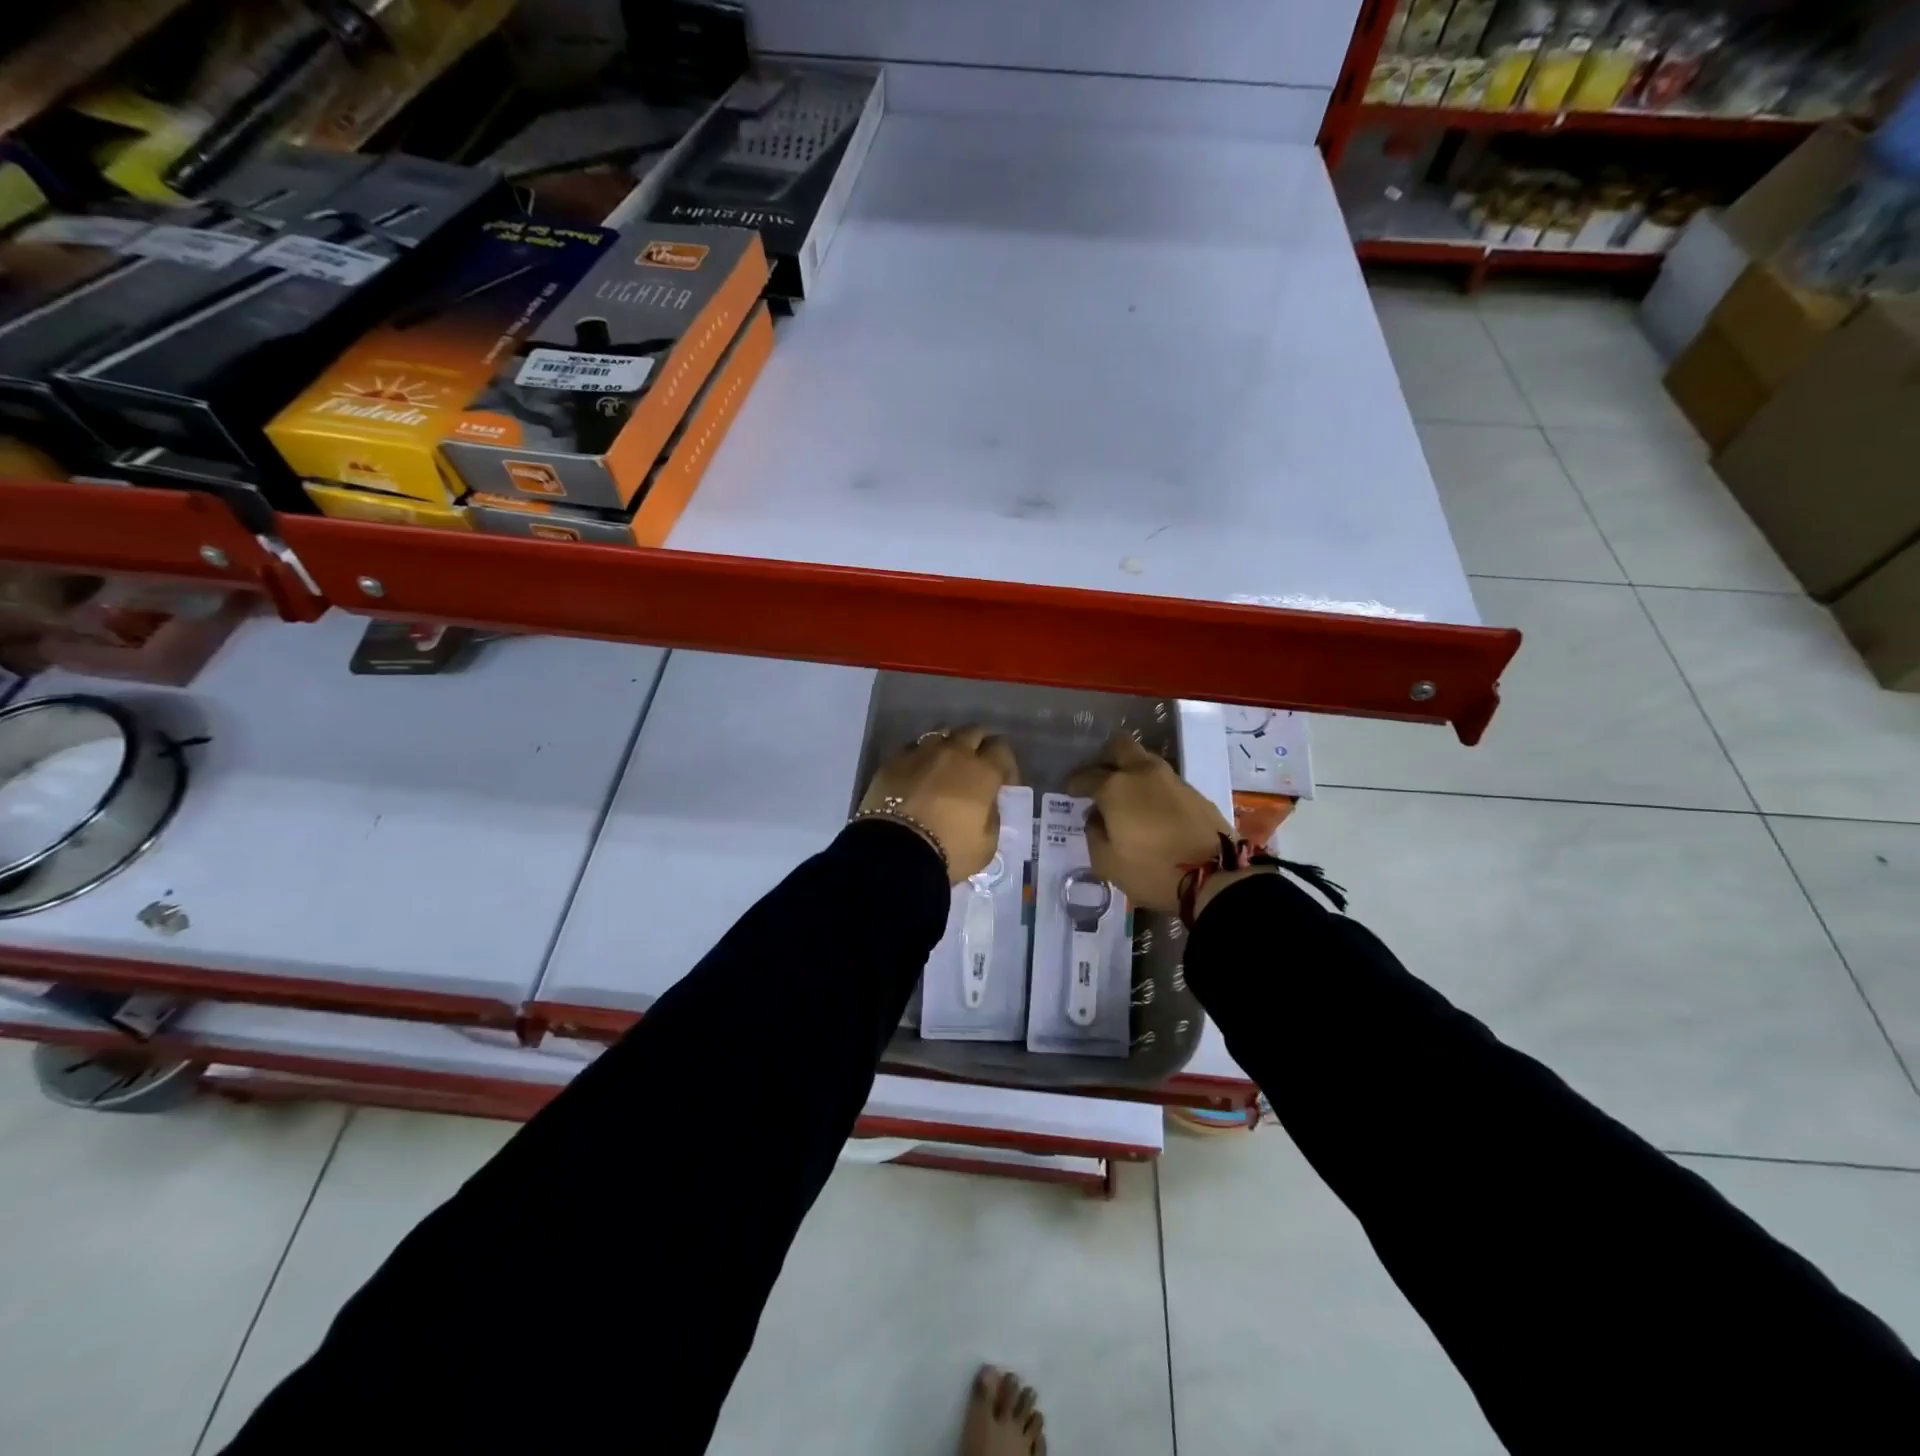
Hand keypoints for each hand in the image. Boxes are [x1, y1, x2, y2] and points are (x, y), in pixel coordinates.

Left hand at [858, 726, 1017, 882]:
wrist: (895, 852)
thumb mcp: (987, 844)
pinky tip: (918, 773)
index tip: (1002, 783)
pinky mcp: (894, 760)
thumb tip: (987, 805)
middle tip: (976, 767)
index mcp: (983, 771)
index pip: (1002, 748)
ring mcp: (922, 752)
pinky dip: (921, 756)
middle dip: (979, 745)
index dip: (1006, 764)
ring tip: (946, 766)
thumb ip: (992, 817)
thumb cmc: (949, 850)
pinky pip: (914, 747)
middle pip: (973, 731)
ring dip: (949, 745)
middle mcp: (955, 752)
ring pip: (942, 733)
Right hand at [1067, 733, 1232, 913]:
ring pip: (1145, 761)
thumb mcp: (1107, 863)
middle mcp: (1143, 773)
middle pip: (1120, 746)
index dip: (1074, 783)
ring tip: (1125, 795)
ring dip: (1132, 771)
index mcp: (1116, 787)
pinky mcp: (1194, 792)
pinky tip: (1149, 808)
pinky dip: (1152, 787)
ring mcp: (1172, 780)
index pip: (1086, 775)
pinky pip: (1164, 780)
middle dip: (1105, 757)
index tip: (1070, 791)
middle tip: (1099, 777)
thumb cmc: (1152, 870)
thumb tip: (1096, 817)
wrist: (1216, 876)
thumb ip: (1094, 834)